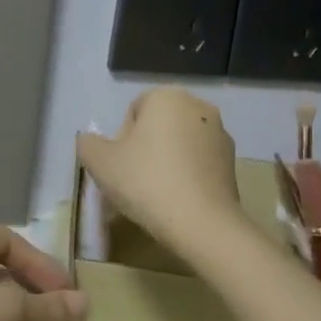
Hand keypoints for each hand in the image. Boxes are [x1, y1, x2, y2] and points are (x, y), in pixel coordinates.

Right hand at [77, 88, 243, 253]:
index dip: (121, 140)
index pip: (133, 112)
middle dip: (144, 149)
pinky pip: (198, 163)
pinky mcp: (233, 162)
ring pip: (179, 145)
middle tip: (133, 182)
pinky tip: (177, 201)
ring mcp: (220, 134)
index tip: (120, 167)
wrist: (202, 224)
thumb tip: (91, 141)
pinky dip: (186, 176)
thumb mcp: (99, 162)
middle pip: (158, 126)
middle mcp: (198, 106)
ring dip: (166, 162)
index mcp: (167, 97)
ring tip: (155, 195)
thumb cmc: (146, 182)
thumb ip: (88, 144)